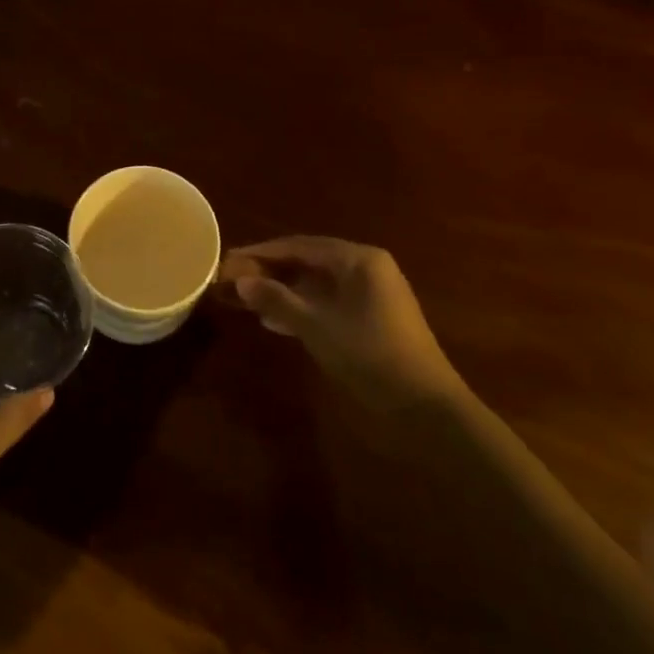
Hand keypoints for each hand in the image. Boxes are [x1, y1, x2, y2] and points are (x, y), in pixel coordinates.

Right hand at [220, 236, 464, 406]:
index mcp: (358, 259)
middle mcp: (366, 268)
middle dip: (270, 271)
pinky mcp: (371, 318)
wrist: (424, 408)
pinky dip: (302, 308)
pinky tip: (275, 321)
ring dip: (282, 291)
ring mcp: (371, 294)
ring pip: (316, 284)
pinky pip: (328, 302)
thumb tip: (240, 281)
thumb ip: (277, 300)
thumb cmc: (369, 355)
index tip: (229, 260)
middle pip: (307, 261)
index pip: (299, 245)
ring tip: (247, 301)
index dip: (261, 253)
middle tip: (234, 279)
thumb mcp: (316, 326)